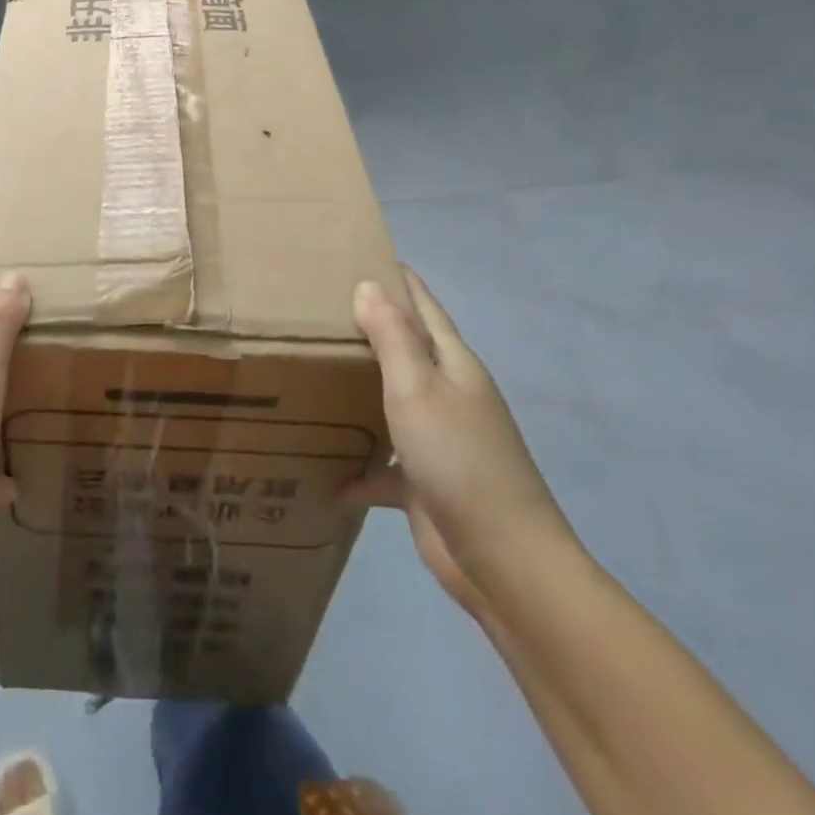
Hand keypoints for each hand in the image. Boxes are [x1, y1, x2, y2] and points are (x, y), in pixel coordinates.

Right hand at [345, 266, 574, 615]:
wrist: (503, 560)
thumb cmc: (459, 459)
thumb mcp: (418, 389)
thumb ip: (393, 337)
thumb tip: (370, 285)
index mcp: (453, 365)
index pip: (423, 306)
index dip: (397, 279)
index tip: (360, 253)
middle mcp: (448, 395)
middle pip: (405, 350)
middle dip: (368, 328)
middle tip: (315, 308)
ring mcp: (439, 439)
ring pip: (391, 401)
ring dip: (359, 389)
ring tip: (310, 372)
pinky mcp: (425, 482)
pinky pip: (384, 462)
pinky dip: (358, 465)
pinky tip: (326, 472)